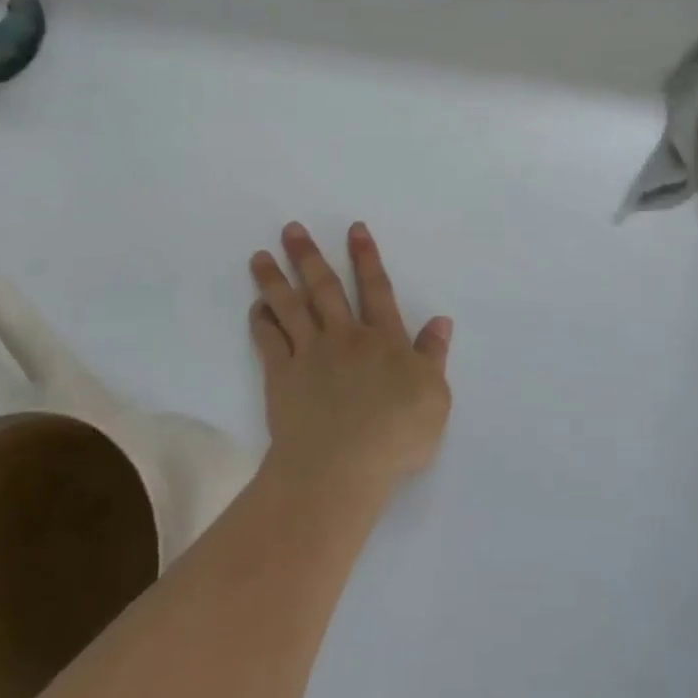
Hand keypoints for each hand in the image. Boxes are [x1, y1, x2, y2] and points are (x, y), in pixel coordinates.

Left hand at [249, 222, 452, 502]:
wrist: (340, 468)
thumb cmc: (395, 435)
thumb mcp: (434, 397)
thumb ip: (434, 355)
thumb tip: (441, 320)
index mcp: (385, 340)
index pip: (376, 290)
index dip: (367, 258)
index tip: (354, 229)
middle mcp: (346, 337)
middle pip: (326, 289)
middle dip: (309, 256)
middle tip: (291, 229)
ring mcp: (311, 355)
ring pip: (291, 308)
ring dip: (275, 279)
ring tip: (259, 255)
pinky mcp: (282, 378)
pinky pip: (269, 342)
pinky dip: (262, 321)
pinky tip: (256, 306)